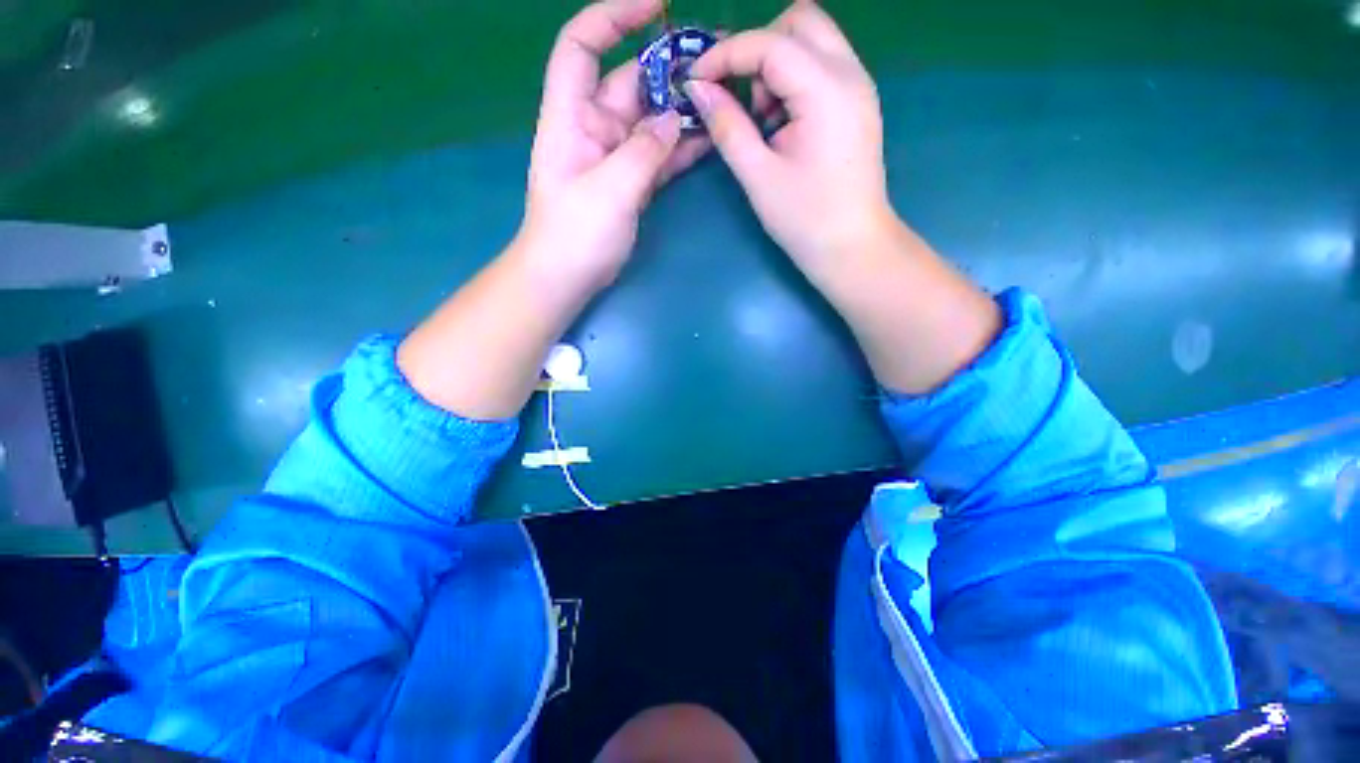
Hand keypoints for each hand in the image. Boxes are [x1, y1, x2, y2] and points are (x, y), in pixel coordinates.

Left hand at [522, 0, 708, 293]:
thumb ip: (643, 151)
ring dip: (682, 109)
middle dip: (667, 67)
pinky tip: (710, 138)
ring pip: (651, 120)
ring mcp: (616, 157)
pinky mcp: (632, 182)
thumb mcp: (609, 189)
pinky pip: (659, 155)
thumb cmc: (575, 233)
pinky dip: (681, 147)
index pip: (583, 46)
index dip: (614, 17)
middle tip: (714, 60)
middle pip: (629, 82)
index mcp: (571, 115)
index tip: (657, 6)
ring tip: (721, 96)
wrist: (567, 277)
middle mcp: (593, 127)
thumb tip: (673, 117)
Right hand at [685, 2, 892, 278]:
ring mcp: (858, 86)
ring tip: (764, 121)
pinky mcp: (857, 102)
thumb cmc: (805, 219)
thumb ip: (728, 126)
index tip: (695, 80)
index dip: (725, 55)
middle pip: (799, 20)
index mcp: (827, 91)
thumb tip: (697, 89)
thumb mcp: (759, 176)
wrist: (852, 247)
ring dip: (776, 65)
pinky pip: (821, 65)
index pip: (769, 43)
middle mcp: (850, 73)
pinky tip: (783, 124)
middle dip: (758, 49)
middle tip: (740, 97)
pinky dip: (793, 80)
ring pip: (811, 39)